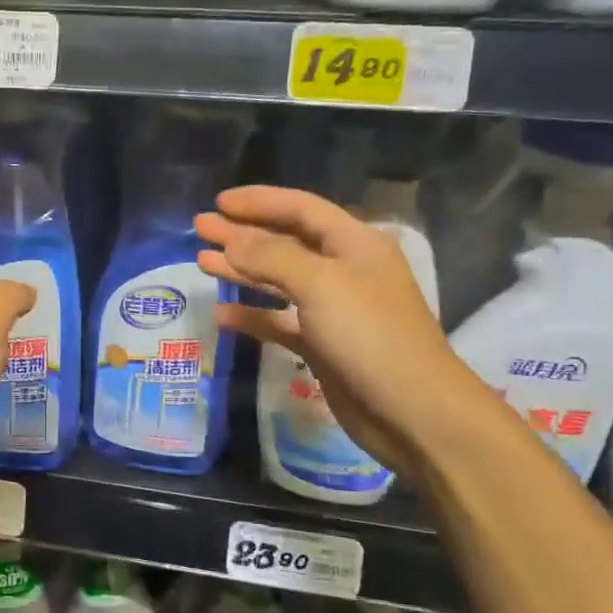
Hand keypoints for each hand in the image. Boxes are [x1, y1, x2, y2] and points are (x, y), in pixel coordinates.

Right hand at [196, 186, 468, 469]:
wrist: (412, 411)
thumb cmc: (370, 335)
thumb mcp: (321, 284)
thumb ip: (272, 256)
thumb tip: (231, 240)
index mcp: (354, 244)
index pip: (302, 209)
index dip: (260, 201)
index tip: (219, 202)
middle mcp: (343, 271)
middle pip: (285, 242)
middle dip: (243, 233)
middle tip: (201, 227)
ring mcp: (332, 311)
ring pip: (279, 281)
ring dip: (242, 270)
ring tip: (202, 262)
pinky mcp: (322, 346)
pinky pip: (279, 322)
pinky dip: (252, 316)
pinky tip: (222, 314)